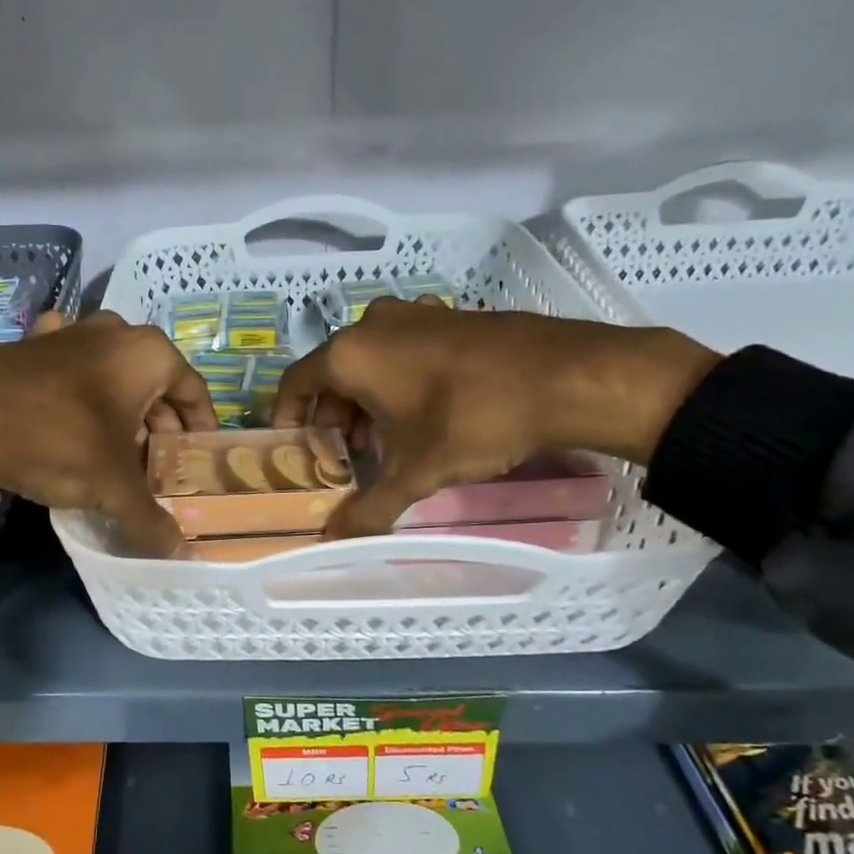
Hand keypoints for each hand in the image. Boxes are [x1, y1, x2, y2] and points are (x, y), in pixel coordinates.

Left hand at [0, 309, 217, 554]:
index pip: (194, 392)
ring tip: (117, 449)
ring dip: (121, 409)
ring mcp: (67, 332)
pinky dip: (78, 392)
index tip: (197, 459)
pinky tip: (70, 417)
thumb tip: (177, 551)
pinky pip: (70, 369)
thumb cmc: (60, 441)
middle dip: (159, 425)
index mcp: (149, 353)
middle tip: (157, 464)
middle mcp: (113, 332)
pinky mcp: (28, 343)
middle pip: (154, 383)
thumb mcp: (114, 488)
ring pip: (112, 374)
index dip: (201, 429)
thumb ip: (150, 519)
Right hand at [273, 299, 718, 538]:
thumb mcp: (417, 471)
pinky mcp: (449, 317)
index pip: (296, 382)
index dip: (287, 416)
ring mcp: (415, 315)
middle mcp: (374, 325)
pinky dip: (397, 382)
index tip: (292, 446)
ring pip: (370, 361)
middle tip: (344, 455)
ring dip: (366, 402)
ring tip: (384, 442)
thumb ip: (370, 506)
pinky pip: (403, 351)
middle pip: (333, 373)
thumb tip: (335, 539)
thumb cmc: (473, 419)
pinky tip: (422, 416)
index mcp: (351, 353)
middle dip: (333, 416)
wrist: (566, 376)